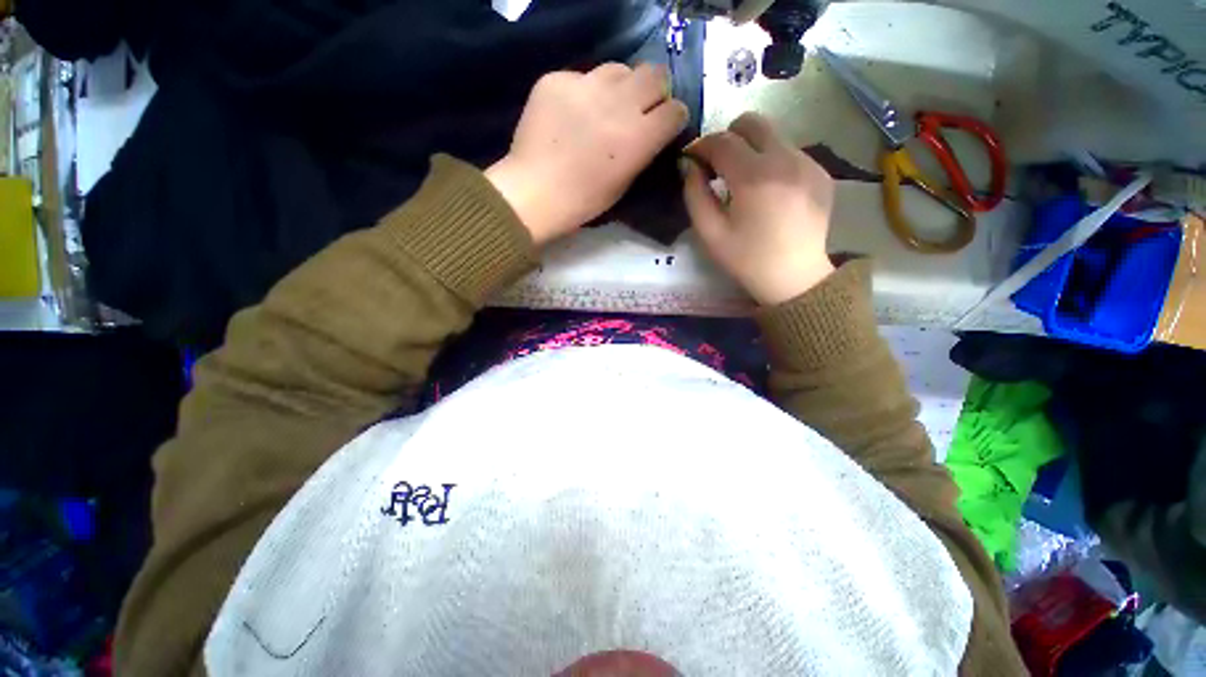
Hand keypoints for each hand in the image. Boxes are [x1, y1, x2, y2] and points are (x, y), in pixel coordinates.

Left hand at [487, 63, 688, 244]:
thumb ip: (642, 151)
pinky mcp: (557, 79)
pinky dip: (584, 92)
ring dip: (620, 87)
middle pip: (655, 74)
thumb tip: (651, 129)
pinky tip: (571, 114)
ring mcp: (586, 86)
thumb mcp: (624, 184)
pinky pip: (582, 76)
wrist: (535, 193)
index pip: (675, 109)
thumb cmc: (583, 201)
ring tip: (605, 107)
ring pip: (620, 69)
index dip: (672, 118)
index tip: (663, 125)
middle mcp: (618, 104)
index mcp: (638, 138)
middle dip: (654, 91)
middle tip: (640, 108)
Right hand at [682, 113, 835, 305]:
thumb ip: (695, 195)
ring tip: (743, 182)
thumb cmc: (747, 259)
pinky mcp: (820, 172)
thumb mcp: (710, 234)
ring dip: (751, 150)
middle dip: (728, 136)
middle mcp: (785, 159)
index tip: (691, 159)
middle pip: (752, 122)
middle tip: (718, 165)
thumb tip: (689, 166)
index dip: (701, 145)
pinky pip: (789, 152)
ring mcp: (808, 163)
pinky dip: (772, 162)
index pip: (722, 141)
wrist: (795, 277)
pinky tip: (769, 191)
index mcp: (754, 178)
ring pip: (772, 135)